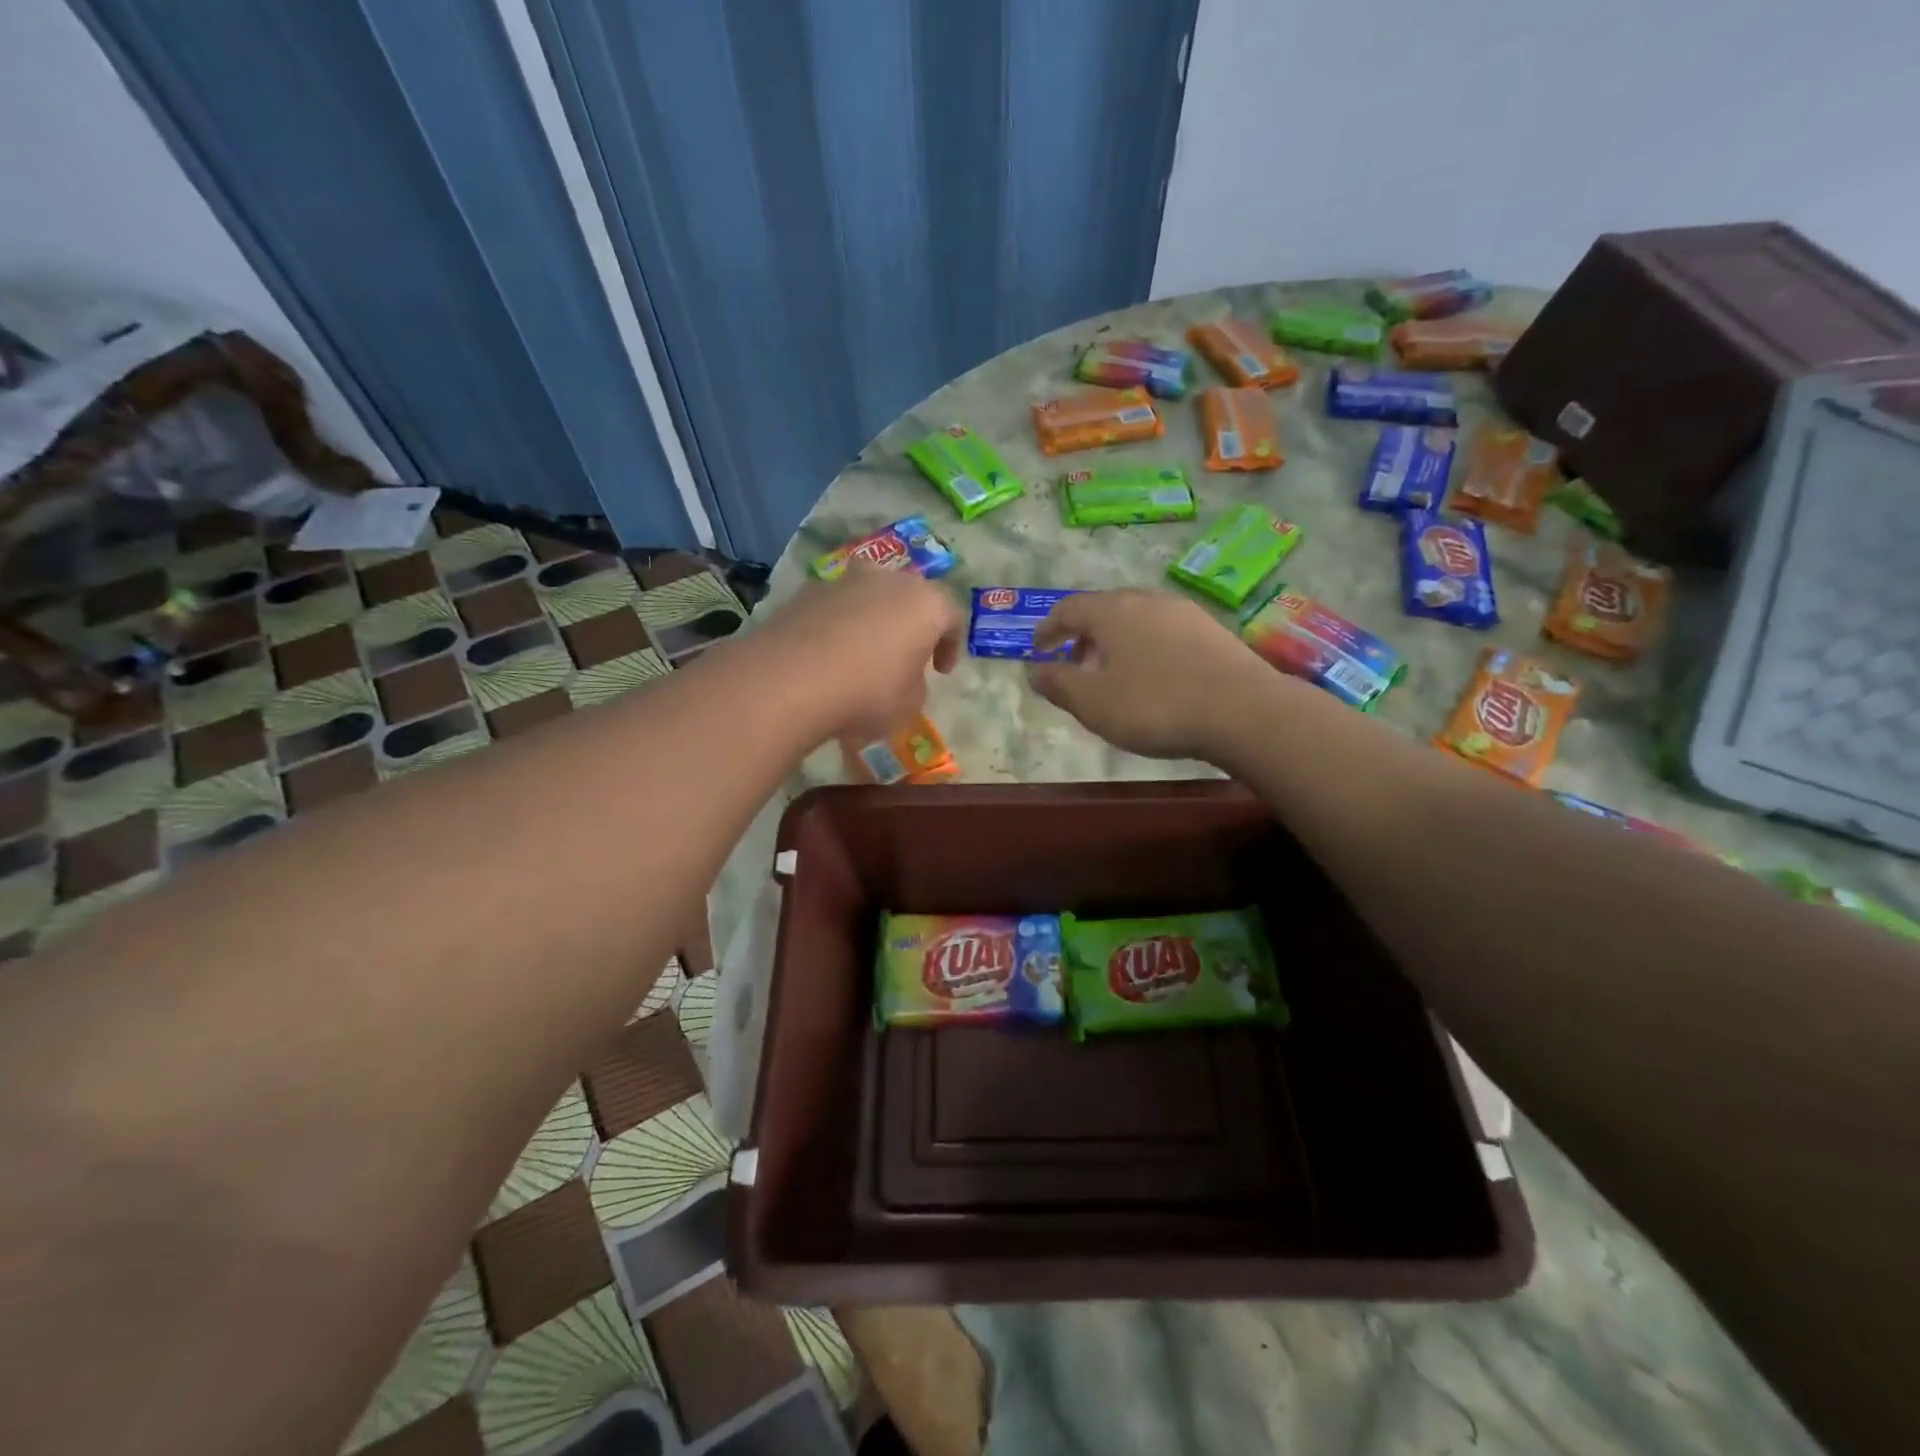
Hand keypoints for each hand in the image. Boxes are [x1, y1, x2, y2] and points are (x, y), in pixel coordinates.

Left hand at [759, 566, 963, 740]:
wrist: (790, 680)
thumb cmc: (867, 693)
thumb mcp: (909, 705)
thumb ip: (914, 685)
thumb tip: (902, 676)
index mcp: (925, 603)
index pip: (951, 617)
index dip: (951, 646)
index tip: (941, 671)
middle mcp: (888, 580)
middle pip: (908, 597)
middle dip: (909, 625)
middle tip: (905, 655)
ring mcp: (843, 581)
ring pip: (868, 597)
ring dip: (871, 621)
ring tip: (862, 655)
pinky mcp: (805, 591)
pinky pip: (833, 608)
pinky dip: (837, 626)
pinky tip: (827, 656)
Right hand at [1028, 589, 1269, 758]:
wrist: (1243, 711)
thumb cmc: (1155, 705)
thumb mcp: (1093, 703)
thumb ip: (1058, 684)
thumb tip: (1033, 670)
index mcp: (1112, 611)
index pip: (1068, 609)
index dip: (1048, 629)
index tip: (1038, 649)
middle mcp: (1147, 600)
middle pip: (1105, 610)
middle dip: (1084, 637)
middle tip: (1075, 666)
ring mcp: (1184, 613)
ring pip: (1137, 620)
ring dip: (1116, 644)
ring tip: (1114, 676)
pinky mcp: (1212, 630)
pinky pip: (1164, 633)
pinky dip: (1146, 649)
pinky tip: (1154, 678)